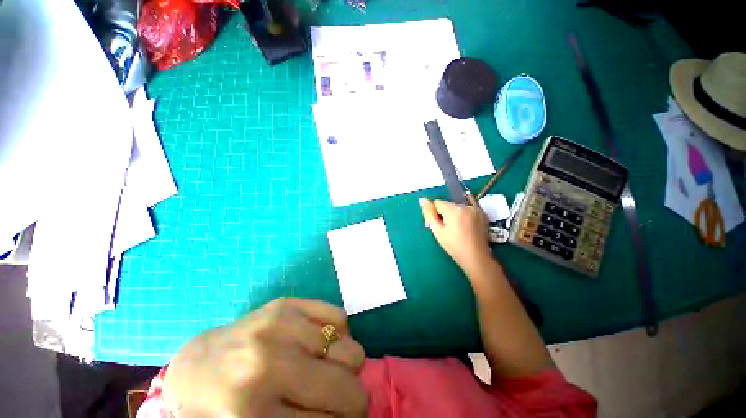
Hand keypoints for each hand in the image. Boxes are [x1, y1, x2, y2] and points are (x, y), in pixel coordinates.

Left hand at [162, 298, 367, 416]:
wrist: (199, 364)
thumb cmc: (222, 409)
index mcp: (253, 412)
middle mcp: (271, 361)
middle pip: (348, 390)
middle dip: (352, 401)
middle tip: (338, 401)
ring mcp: (282, 324)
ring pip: (352, 352)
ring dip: (346, 367)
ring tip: (325, 369)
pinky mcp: (290, 302)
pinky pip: (341, 318)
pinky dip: (340, 336)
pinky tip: (320, 344)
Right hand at [419, 197, 491, 271]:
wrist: (475, 257)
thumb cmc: (454, 246)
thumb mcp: (438, 231)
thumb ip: (429, 214)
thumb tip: (422, 199)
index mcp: (454, 210)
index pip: (437, 203)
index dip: (433, 213)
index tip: (434, 225)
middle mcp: (466, 206)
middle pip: (447, 205)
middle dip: (443, 213)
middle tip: (443, 228)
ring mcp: (476, 209)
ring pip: (457, 206)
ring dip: (453, 214)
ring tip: (455, 228)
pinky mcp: (482, 213)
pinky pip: (470, 205)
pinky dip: (464, 210)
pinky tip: (463, 218)